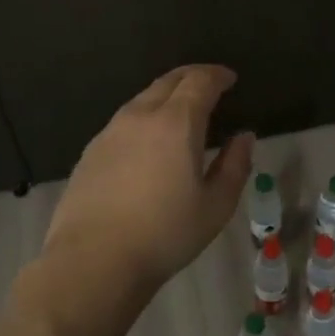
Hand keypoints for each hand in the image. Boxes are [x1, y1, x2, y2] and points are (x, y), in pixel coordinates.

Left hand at [39, 64, 254, 314]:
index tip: (230, 78)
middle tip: (208, 84)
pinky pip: (124, 121)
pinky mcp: (91, 151)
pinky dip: (144, 117)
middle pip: (168, 81)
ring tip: (180, 110)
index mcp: (177, 123)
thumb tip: (243, 137)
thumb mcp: (215, 206)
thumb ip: (235, 166)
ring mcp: (110, 131)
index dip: (217, 75)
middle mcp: (141, 116)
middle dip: (192, 76)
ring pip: (142, 98)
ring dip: (165, 95)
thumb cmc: (165, 234)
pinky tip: (148, 140)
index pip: (199, 81)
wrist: (93, 260)